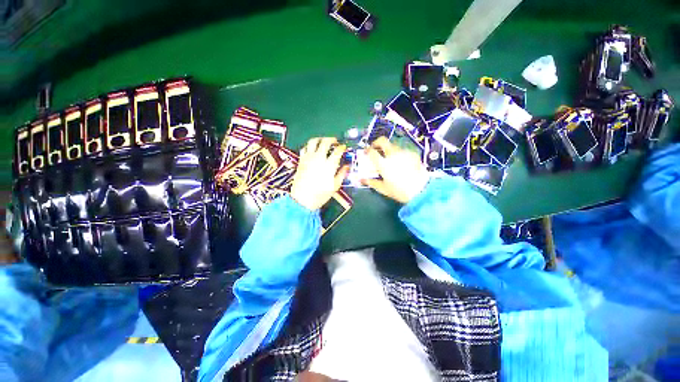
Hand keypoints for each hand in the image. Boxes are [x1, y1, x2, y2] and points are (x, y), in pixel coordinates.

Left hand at [291, 137, 349, 210]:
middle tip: (335, 142)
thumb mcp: (334, 186)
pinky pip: (304, 148)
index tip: (344, 148)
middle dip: (332, 140)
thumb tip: (347, 167)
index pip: (337, 151)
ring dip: (320, 139)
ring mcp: (308, 158)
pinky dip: (309, 146)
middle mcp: (318, 158)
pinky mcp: (301, 160)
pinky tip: (313, 150)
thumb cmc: (320, 195)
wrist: (302, 200)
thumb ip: (341, 174)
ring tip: (323, 141)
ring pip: (313, 141)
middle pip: (325, 142)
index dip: (342, 148)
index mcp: (329, 165)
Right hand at [362, 137, 429, 203]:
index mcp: (383, 163)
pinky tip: (400, 162)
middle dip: (376, 143)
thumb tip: (361, 179)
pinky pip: (402, 150)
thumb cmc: (400, 191)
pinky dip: (398, 154)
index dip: (367, 150)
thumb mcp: (383, 188)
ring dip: (387, 149)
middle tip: (375, 149)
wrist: (421, 190)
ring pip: (393, 145)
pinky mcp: (412, 154)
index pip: (372, 151)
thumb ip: (371, 182)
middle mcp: (393, 154)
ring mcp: (404, 152)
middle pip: (382, 140)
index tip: (366, 153)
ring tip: (388, 158)